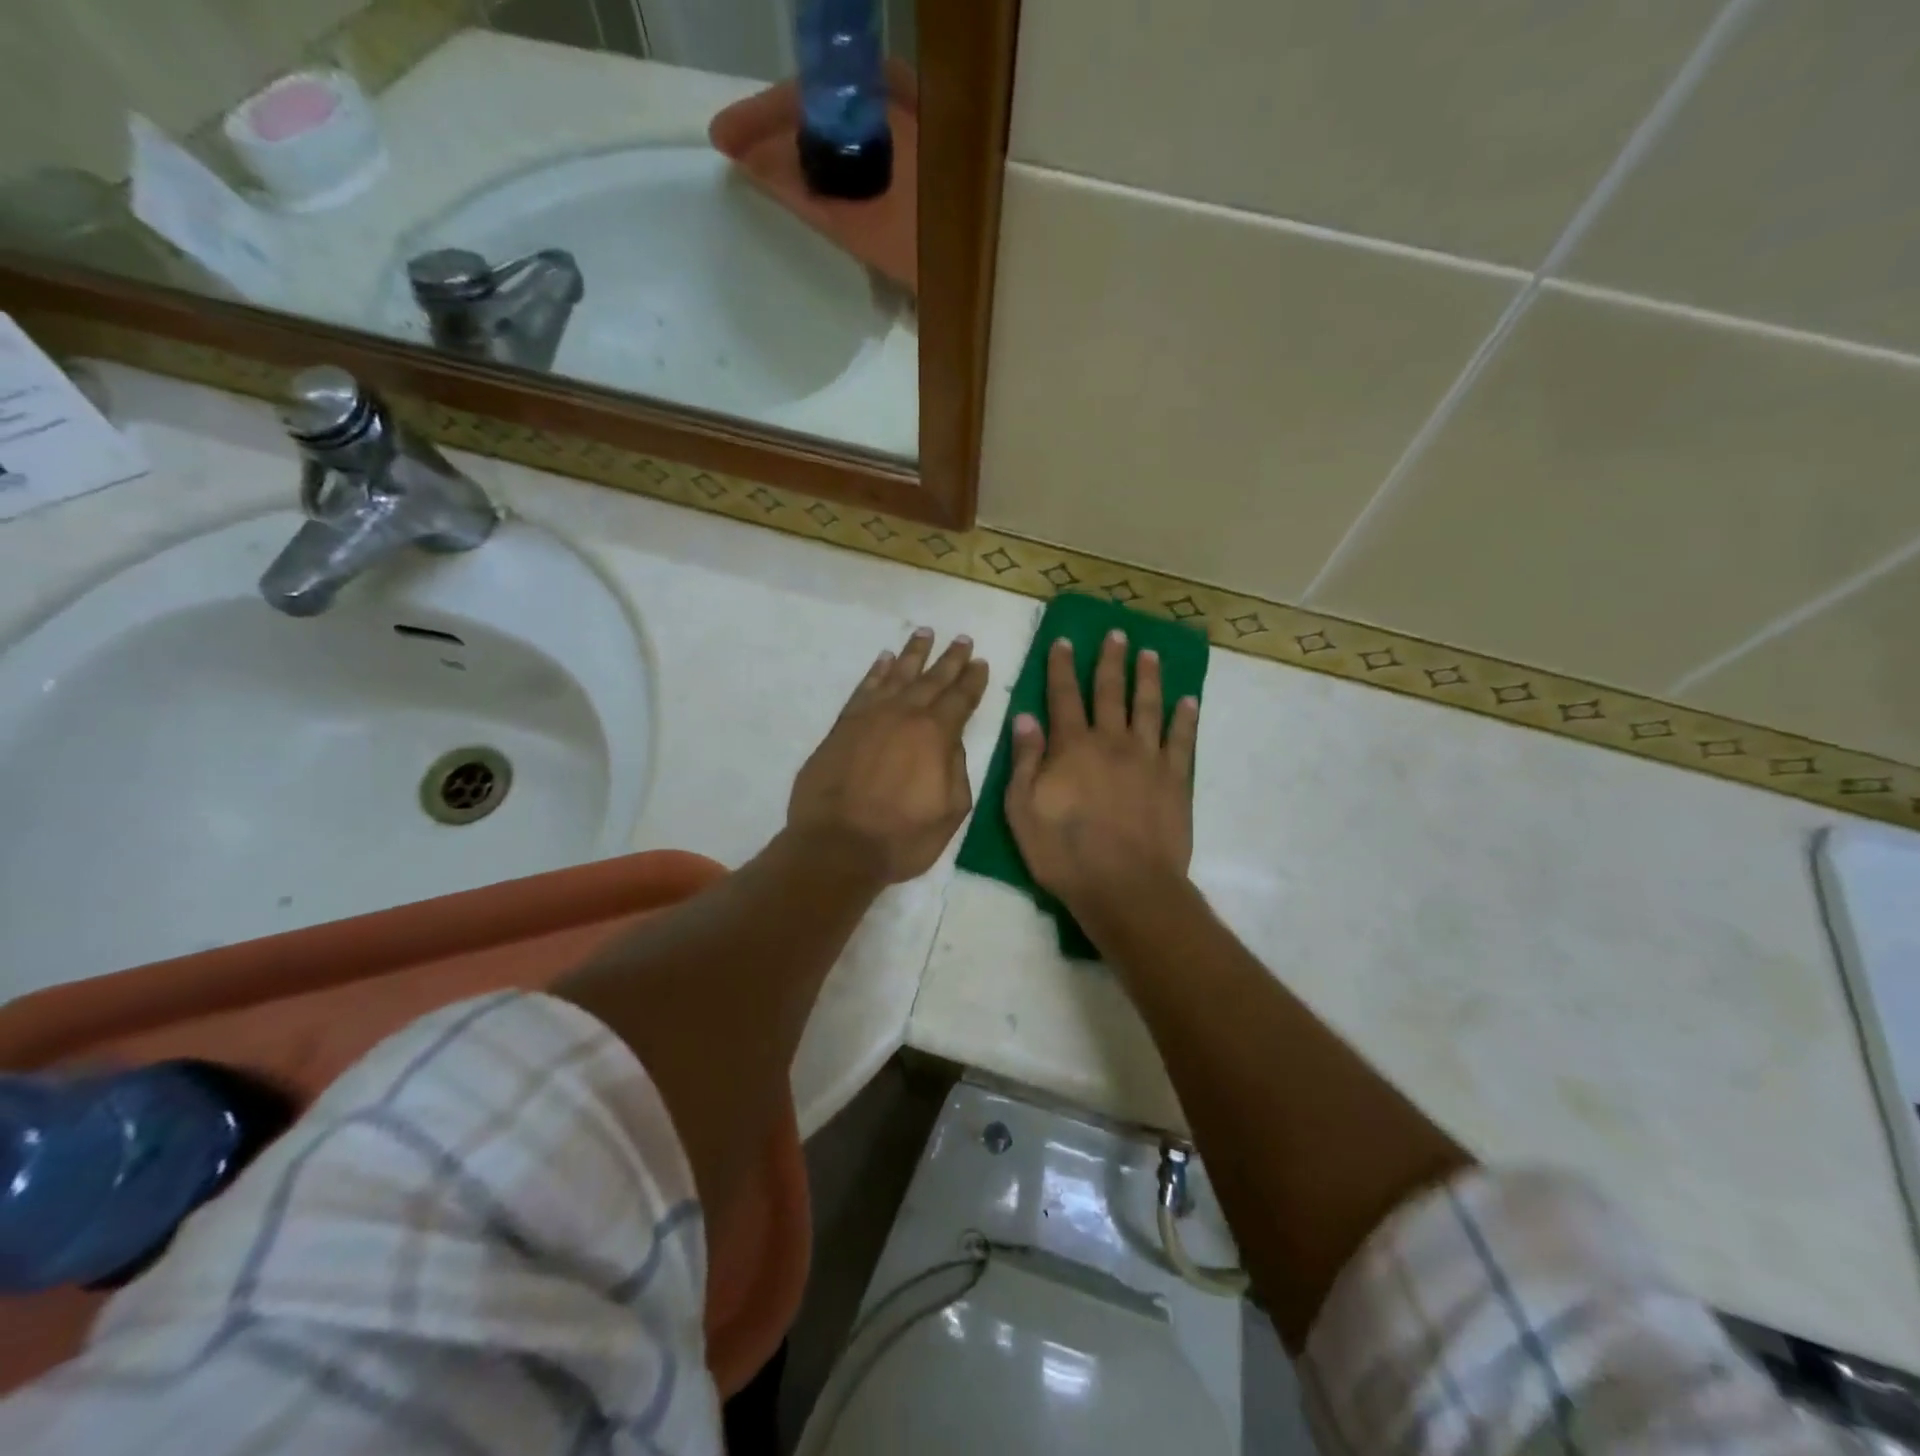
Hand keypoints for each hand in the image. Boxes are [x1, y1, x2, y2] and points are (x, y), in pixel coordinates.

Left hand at [788, 628, 989, 883]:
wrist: (836, 847)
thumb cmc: (901, 838)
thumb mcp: (950, 811)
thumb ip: (957, 770)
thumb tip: (951, 742)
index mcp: (936, 735)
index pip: (961, 699)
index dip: (973, 680)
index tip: (981, 661)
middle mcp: (904, 715)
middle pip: (932, 680)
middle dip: (949, 659)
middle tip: (961, 638)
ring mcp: (870, 717)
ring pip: (896, 675)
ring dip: (913, 654)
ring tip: (924, 633)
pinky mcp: (843, 726)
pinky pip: (864, 689)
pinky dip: (876, 672)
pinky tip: (884, 660)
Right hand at [1005, 629, 1198, 914]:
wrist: (1126, 886)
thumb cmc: (1065, 853)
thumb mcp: (1023, 810)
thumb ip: (1025, 760)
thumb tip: (1025, 717)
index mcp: (1072, 747)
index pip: (1064, 697)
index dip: (1062, 667)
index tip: (1064, 641)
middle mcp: (1111, 742)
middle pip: (1110, 692)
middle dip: (1110, 661)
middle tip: (1116, 633)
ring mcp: (1148, 758)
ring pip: (1148, 707)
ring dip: (1148, 677)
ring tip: (1150, 653)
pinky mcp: (1175, 779)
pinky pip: (1181, 739)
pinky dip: (1185, 717)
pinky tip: (1188, 699)